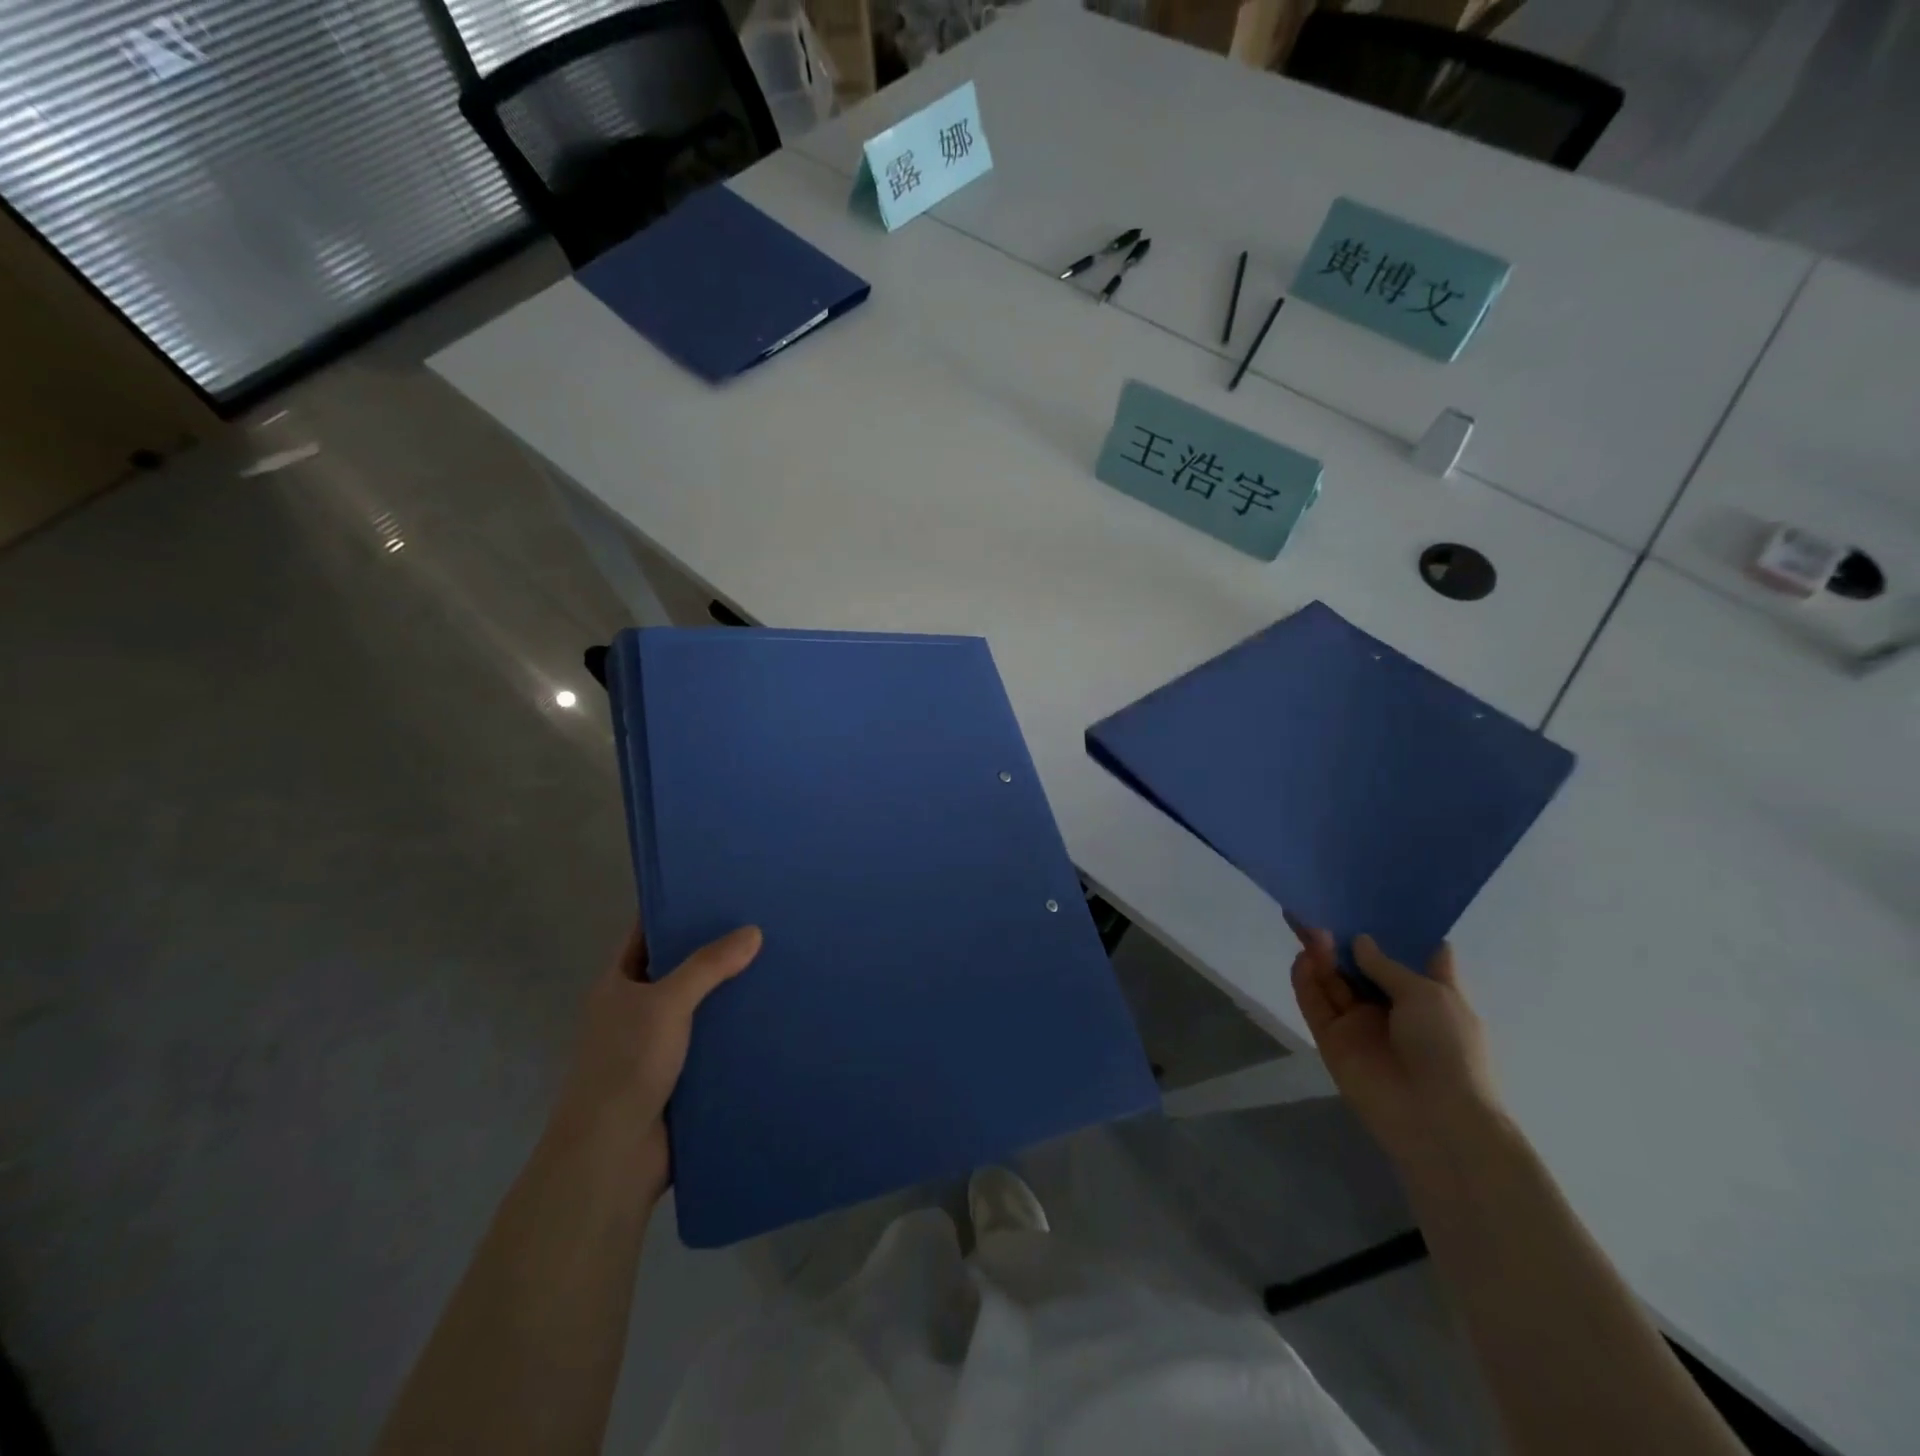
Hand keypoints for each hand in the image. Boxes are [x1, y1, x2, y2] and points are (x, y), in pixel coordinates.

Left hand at [548, 922, 761, 1200]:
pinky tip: (773, 1013)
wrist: (613, 1155)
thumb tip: (753, 931)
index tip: (718, 890)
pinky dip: (737, 1030)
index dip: (676, 910)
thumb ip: (708, 965)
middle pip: (679, 968)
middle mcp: (636, 1009)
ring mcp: (659, 1043)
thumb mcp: (666, 1002)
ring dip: (731, 992)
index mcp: (618, 984)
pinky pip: (714, 1041)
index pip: (647, 933)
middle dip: (715, 949)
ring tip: (778, 961)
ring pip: (701, 1006)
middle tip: (762, 922)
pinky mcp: (683, 1074)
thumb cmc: (627, 1064)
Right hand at [1287, 916, 1501, 1168]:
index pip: (1413, 956)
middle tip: (1320, 910)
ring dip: (1323, 956)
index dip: (1396, 931)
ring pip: (1334, 981)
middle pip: (1361, 965)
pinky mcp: (1332, 1039)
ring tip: (1312, 930)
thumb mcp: (1429, 996)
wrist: (1436, 1119)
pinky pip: (1315, 1004)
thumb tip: (1361, 941)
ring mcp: (1360, 1023)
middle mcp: (1393, 1005)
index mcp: (1430, 994)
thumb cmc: (1449, 1049)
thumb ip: (1386, 966)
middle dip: (1344, 939)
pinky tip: (1303, 958)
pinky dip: (1306, 981)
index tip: (1374, 902)